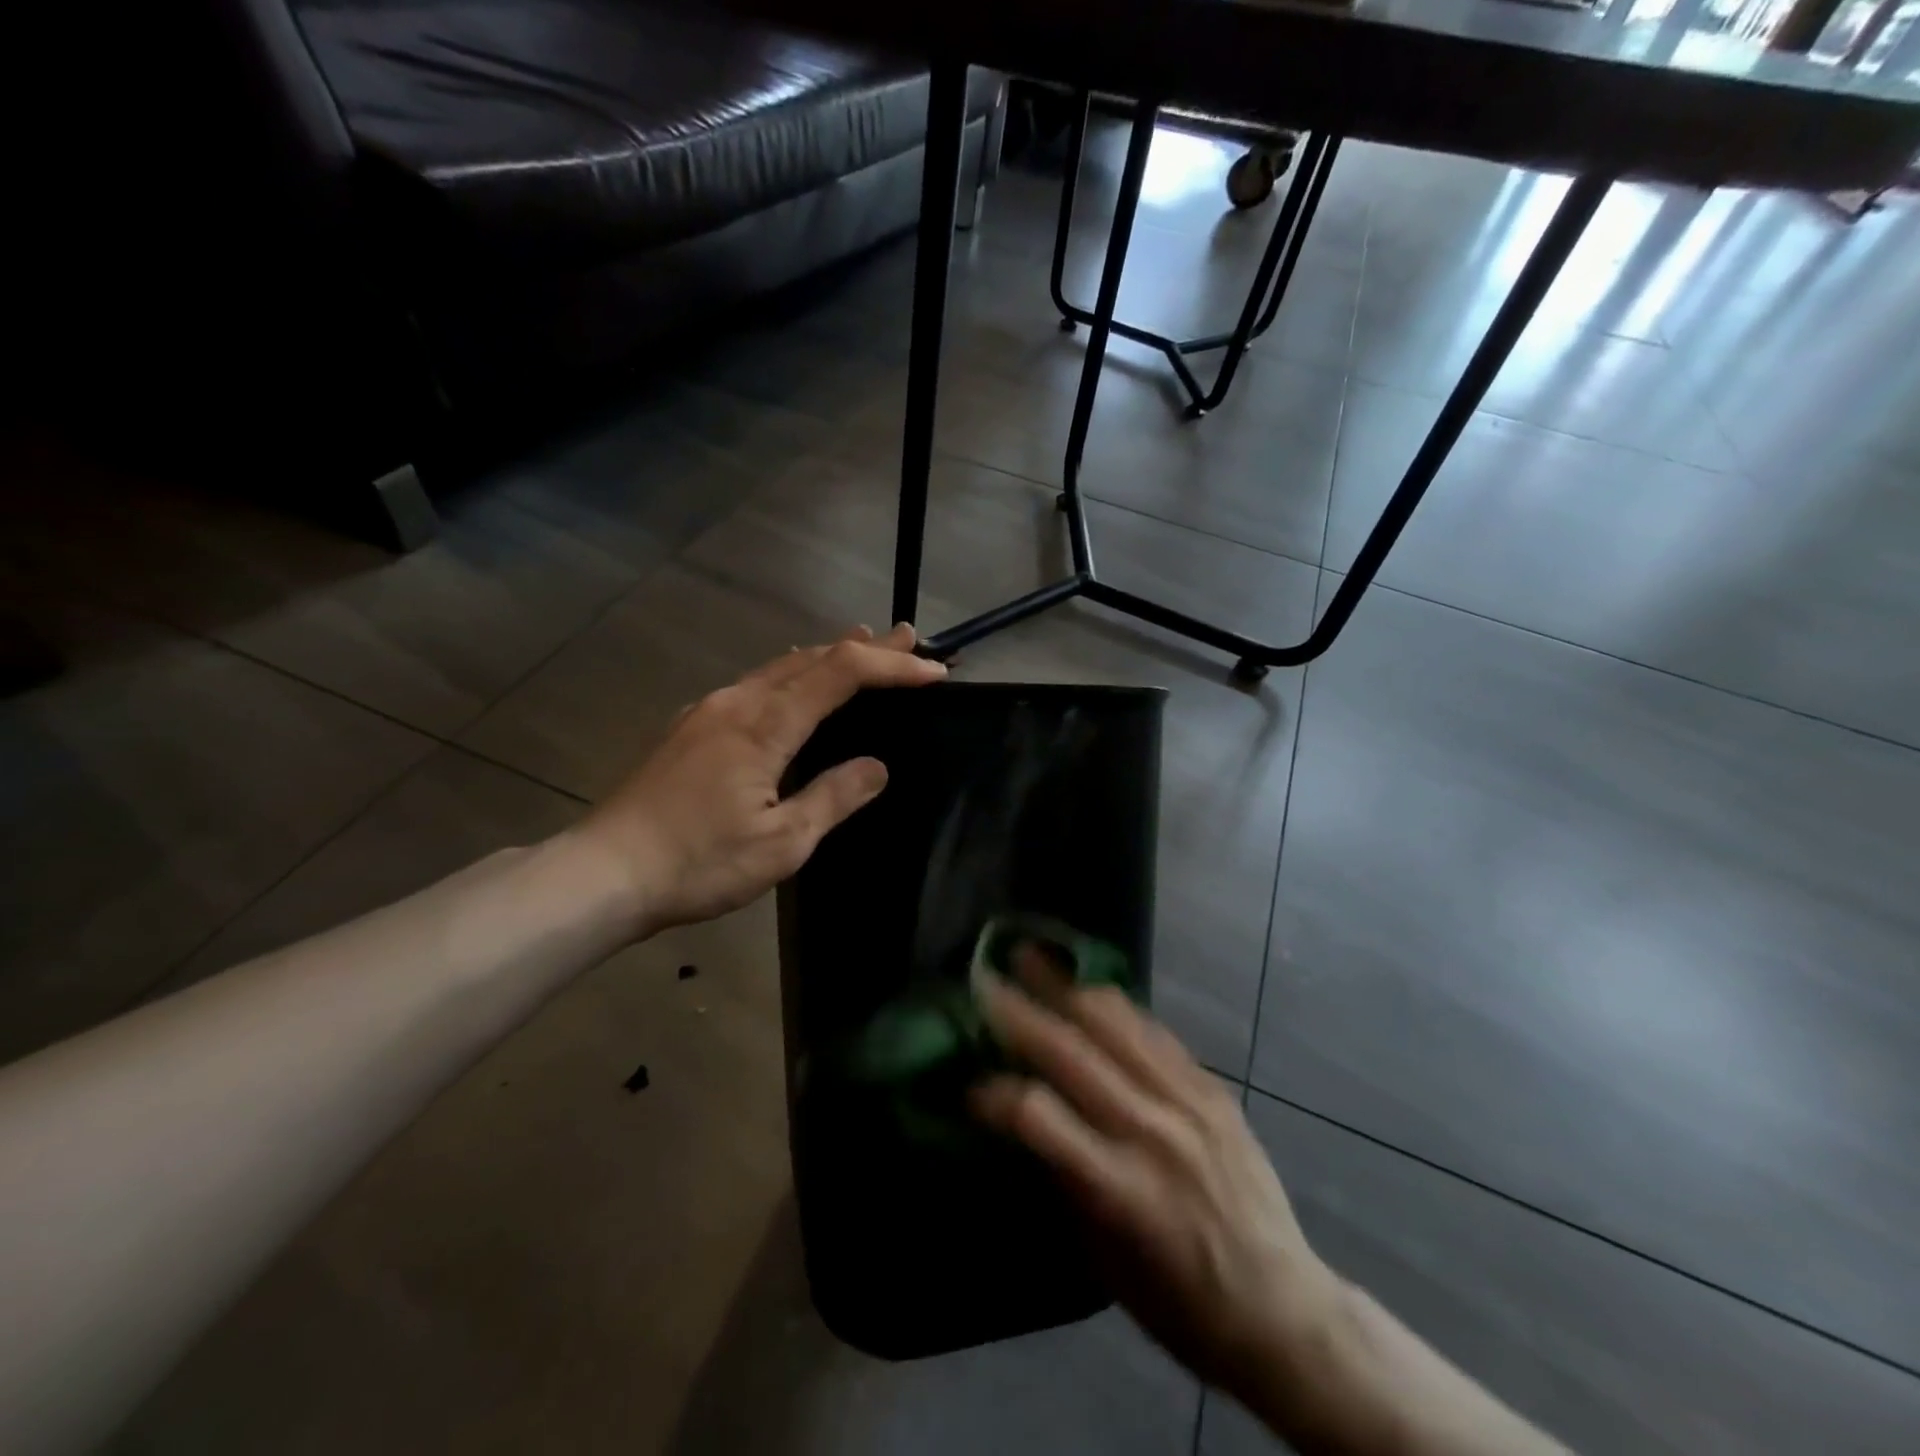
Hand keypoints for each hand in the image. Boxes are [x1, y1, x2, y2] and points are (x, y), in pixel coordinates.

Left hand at [574, 623, 945, 937]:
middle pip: (811, 658)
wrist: (604, 872)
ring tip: (862, 646)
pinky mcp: (690, 727)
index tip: (933, 672)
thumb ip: (833, 797)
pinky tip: (794, 684)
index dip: (891, 667)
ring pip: (780, 667)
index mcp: (765, 723)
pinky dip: (792, 674)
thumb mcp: (782, 842)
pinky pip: (755, 684)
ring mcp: (708, 710)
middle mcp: (737, 701)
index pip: (841, 674)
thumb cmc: (698, 862)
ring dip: (826, 656)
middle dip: (865, 648)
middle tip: (908, 639)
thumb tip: (877, 766)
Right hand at [970, 958, 1344, 1406]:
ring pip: (1115, 1024)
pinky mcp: (1212, 1088)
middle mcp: (1152, 1131)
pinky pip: (1154, 1031)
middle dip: (1019, 1010)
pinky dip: (1114, 1007)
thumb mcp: (1103, 1260)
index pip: (1037, 1115)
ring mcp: (1188, 1101)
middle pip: (1071, 1052)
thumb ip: (1063, 1176)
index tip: (969, 1085)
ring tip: (1035, 958)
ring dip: (1065, 987)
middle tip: (985, 977)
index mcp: (1120, 1188)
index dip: (994, 1094)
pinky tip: (1091, 990)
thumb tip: (1021, 1119)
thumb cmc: (1180, 1305)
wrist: (1282, 1309)